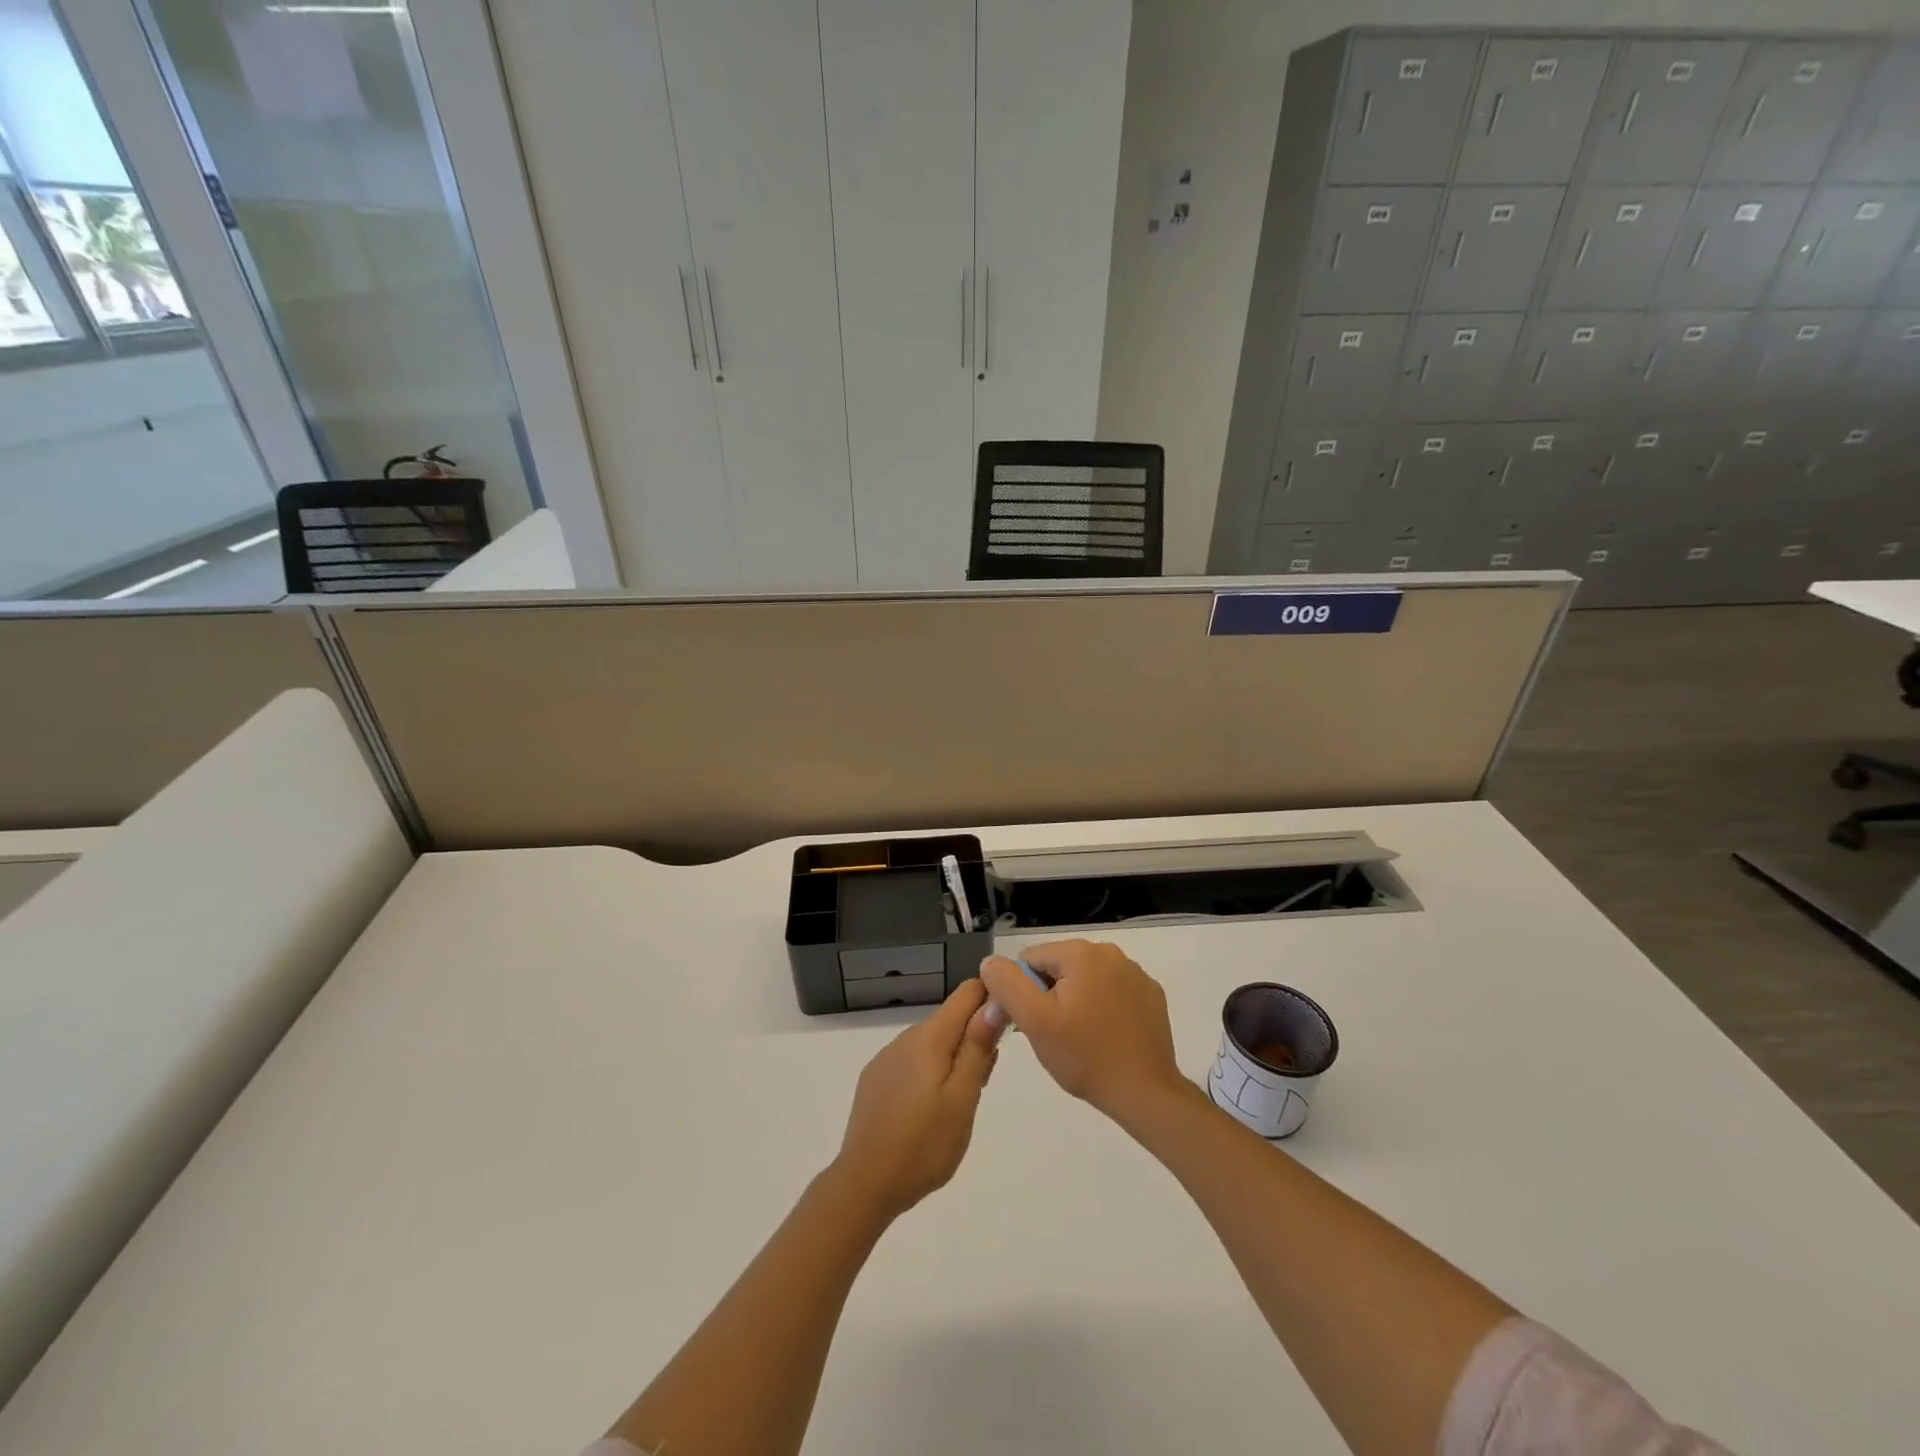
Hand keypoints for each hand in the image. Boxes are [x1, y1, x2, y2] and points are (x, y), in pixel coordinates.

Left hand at [832, 979, 998, 1221]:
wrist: (865, 1183)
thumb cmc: (924, 1144)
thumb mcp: (963, 1098)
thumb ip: (978, 1047)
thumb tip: (995, 1000)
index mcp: (930, 1036)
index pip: (967, 993)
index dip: (990, 1001)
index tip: (1005, 1031)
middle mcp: (906, 1037)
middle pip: (951, 1021)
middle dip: (973, 1041)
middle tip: (980, 1088)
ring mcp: (887, 1058)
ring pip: (931, 1044)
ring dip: (952, 1061)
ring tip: (954, 1108)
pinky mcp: (875, 1079)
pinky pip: (911, 1062)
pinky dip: (928, 1074)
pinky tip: (926, 1112)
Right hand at [979, 940, 1186, 1128]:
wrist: (1144, 1093)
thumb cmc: (1085, 1056)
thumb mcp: (1034, 1021)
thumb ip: (1007, 984)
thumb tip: (990, 962)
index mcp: (1081, 952)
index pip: (1031, 959)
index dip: (1023, 991)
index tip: (1031, 1023)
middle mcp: (1111, 952)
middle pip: (1059, 967)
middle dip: (1050, 996)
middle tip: (1054, 1035)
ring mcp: (1135, 973)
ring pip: (1086, 979)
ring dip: (1076, 1001)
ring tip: (1080, 1039)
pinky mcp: (1151, 995)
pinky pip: (1113, 992)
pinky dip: (1104, 1007)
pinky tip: (1106, 1037)